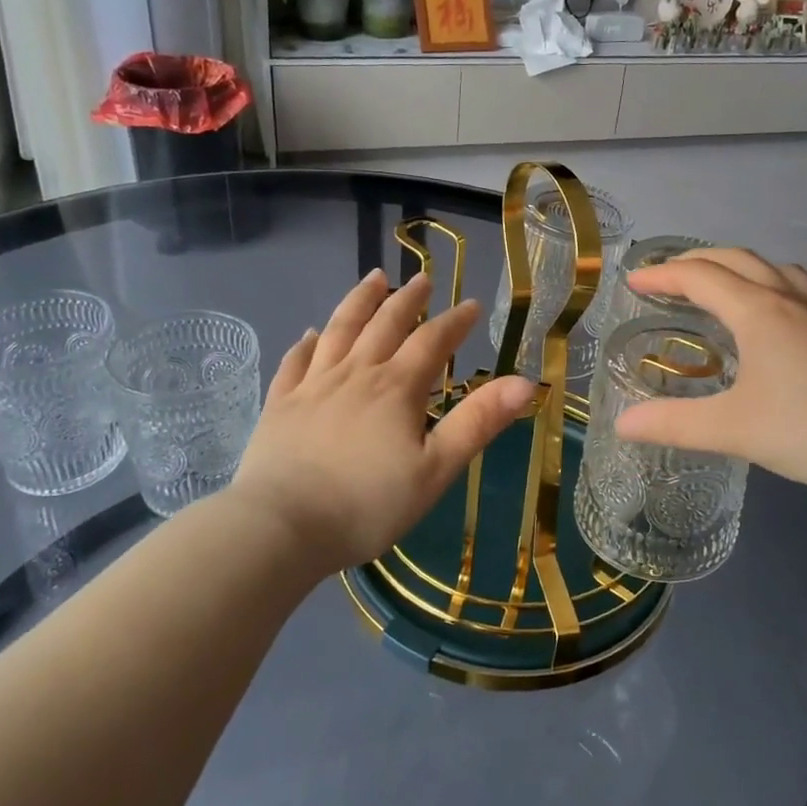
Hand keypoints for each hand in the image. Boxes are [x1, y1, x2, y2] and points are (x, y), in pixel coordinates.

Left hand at [229, 269, 536, 576]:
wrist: (281, 526)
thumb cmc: (366, 505)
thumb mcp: (435, 470)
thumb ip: (478, 422)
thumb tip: (525, 382)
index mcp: (396, 388)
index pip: (432, 341)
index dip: (455, 321)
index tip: (471, 304)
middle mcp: (356, 373)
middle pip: (385, 324)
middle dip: (408, 300)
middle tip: (422, 279)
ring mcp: (313, 385)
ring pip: (340, 330)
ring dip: (359, 301)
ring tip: (373, 278)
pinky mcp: (281, 403)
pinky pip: (296, 361)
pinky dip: (307, 343)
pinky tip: (311, 334)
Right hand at [614, 248, 806, 512]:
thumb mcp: (732, 429)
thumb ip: (673, 424)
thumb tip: (621, 424)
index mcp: (757, 311)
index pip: (699, 276)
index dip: (662, 275)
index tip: (633, 281)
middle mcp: (788, 299)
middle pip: (736, 259)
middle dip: (695, 261)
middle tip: (666, 278)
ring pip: (771, 267)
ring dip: (736, 266)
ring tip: (717, 286)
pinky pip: (794, 286)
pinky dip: (766, 283)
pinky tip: (769, 316)